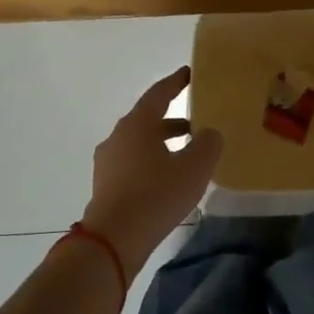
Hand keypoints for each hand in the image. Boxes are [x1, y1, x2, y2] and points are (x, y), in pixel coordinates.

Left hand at [81, 68, 224, 276]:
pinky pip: (132, 164)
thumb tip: (209, 134)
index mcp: (137, 124)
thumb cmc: (156, 195)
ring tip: (186, 154)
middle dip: (172, 119)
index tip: (189, 73)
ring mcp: (107, 162)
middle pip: (148, 119)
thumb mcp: (195, 167)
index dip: (176, 82)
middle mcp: (118, 137)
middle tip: (196, 122)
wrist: (113, 240)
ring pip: (139, 143)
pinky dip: (151, 163)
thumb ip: (208, 143)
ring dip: (162, 143)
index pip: (159, 93)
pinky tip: (167, 179)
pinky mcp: (105, 186)